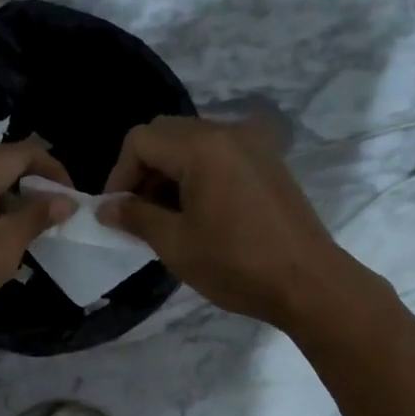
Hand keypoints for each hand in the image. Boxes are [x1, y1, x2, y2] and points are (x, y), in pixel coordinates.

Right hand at [99, 117, 354, 327]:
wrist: (308, 282)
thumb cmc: (235, 264)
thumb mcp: (175, 244)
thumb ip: (135, 217)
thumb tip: (106, 208)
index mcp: (202, 147)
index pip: (141, 140)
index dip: (119, 175)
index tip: (116, 212)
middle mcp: (227, 133)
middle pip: (166, 134)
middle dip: (143, 170)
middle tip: (138, 213)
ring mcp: (252, 145)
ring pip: (192, 143)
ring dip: (169, 173)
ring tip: (165, 218)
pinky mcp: (267, 162)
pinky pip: (218, 155)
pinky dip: (196, 174)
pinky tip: (198, 213)